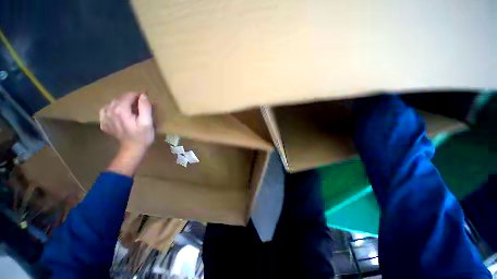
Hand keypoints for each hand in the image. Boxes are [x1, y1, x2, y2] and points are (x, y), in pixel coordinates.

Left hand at [100, 92, 154, 175]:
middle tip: (141, 102)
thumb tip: (143, 95)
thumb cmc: (143, 136)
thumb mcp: (148, 122)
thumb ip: (145, 107)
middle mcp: (110, 112)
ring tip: (131, 107)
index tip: (146, 96)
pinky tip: (119, 113)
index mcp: (121, 110)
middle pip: (120, 98)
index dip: (138, 94)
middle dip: (131, 98)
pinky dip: (113, 108)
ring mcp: (105, 118)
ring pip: (113, 103)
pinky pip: (106, 110)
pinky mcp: (104, 123)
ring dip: (122, 102)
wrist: (133, 148)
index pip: (128, 96)